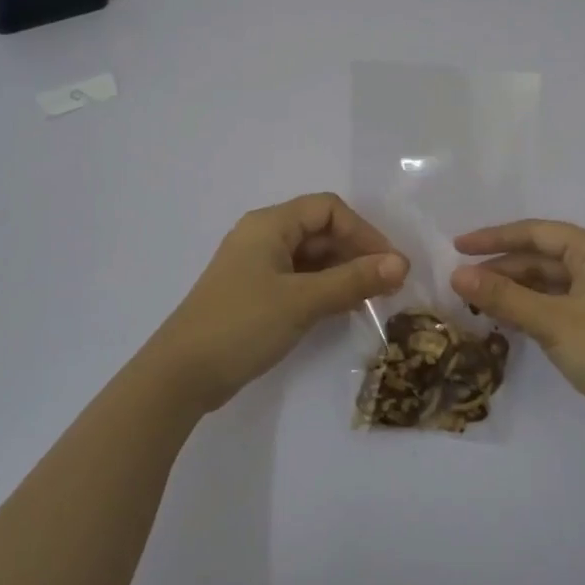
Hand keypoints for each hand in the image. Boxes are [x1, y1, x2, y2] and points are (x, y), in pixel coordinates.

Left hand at [148, 193, 407, 408]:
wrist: (182, 375)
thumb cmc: (242, 325)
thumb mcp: (302, 301)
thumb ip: (353, 280)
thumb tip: (402, 264)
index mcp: (269, 225)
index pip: (327, 209)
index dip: (363, 231)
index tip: (389, 264)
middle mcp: (263, 237)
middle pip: (320, 231)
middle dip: (356, 252)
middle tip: (388, 285)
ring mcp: (258, 267)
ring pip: (312, 258)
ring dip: (343, 272)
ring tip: (373, 298)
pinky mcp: (256, 295)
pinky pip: (300, 280)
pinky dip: (325, 289)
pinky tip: (345, 308)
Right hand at [451, 220, 584, 447]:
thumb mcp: (551, 322)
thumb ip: (503, 296)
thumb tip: (456, 275)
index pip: (536, 233)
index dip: (494, 238)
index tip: (457, 247)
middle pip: (541, 256)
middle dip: (501, 268)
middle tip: (461, 282)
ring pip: (548, 282)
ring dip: (514, 290)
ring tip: (475, 302)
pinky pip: (557, 303)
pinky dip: (530, 308)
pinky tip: (505, 319)